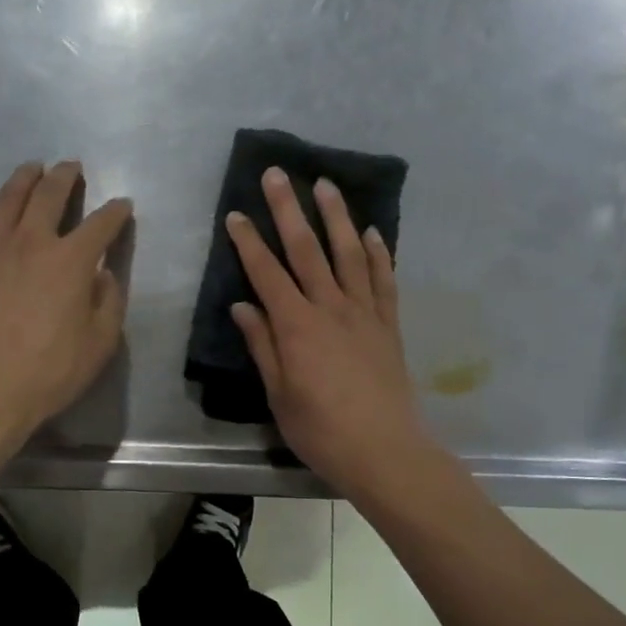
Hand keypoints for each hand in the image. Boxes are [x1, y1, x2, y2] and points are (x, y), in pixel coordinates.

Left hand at [0, 160, 132, 442]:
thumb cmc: (50, 371)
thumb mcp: (100, 343)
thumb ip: (108, 303)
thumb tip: (103, 276)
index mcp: (71, 260)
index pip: (101, 225)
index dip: (116, 212)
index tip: (123, 206)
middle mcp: (30, 243)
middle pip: (49, 195)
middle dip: (64, 177)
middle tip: (71, 167)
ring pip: (5, 201)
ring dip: (21, 180)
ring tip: (30, 169)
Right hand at [228, 168, 434, 498]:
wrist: (385, 451)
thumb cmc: (321, 430)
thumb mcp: (279, 394)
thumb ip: (263, 346)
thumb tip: (244, 306)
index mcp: (297, 326)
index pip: (267, 274)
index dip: (250, 242)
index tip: (236, 214)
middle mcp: (331, 308)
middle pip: (308, 250)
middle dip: (289, 210)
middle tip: (278, 174)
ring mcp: (365, 313)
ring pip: (350, 254)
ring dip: (337, 217)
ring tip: (326, 185)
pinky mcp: (389, 325)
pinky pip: (384, 281)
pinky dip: (379, 253)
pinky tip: (373, 232)